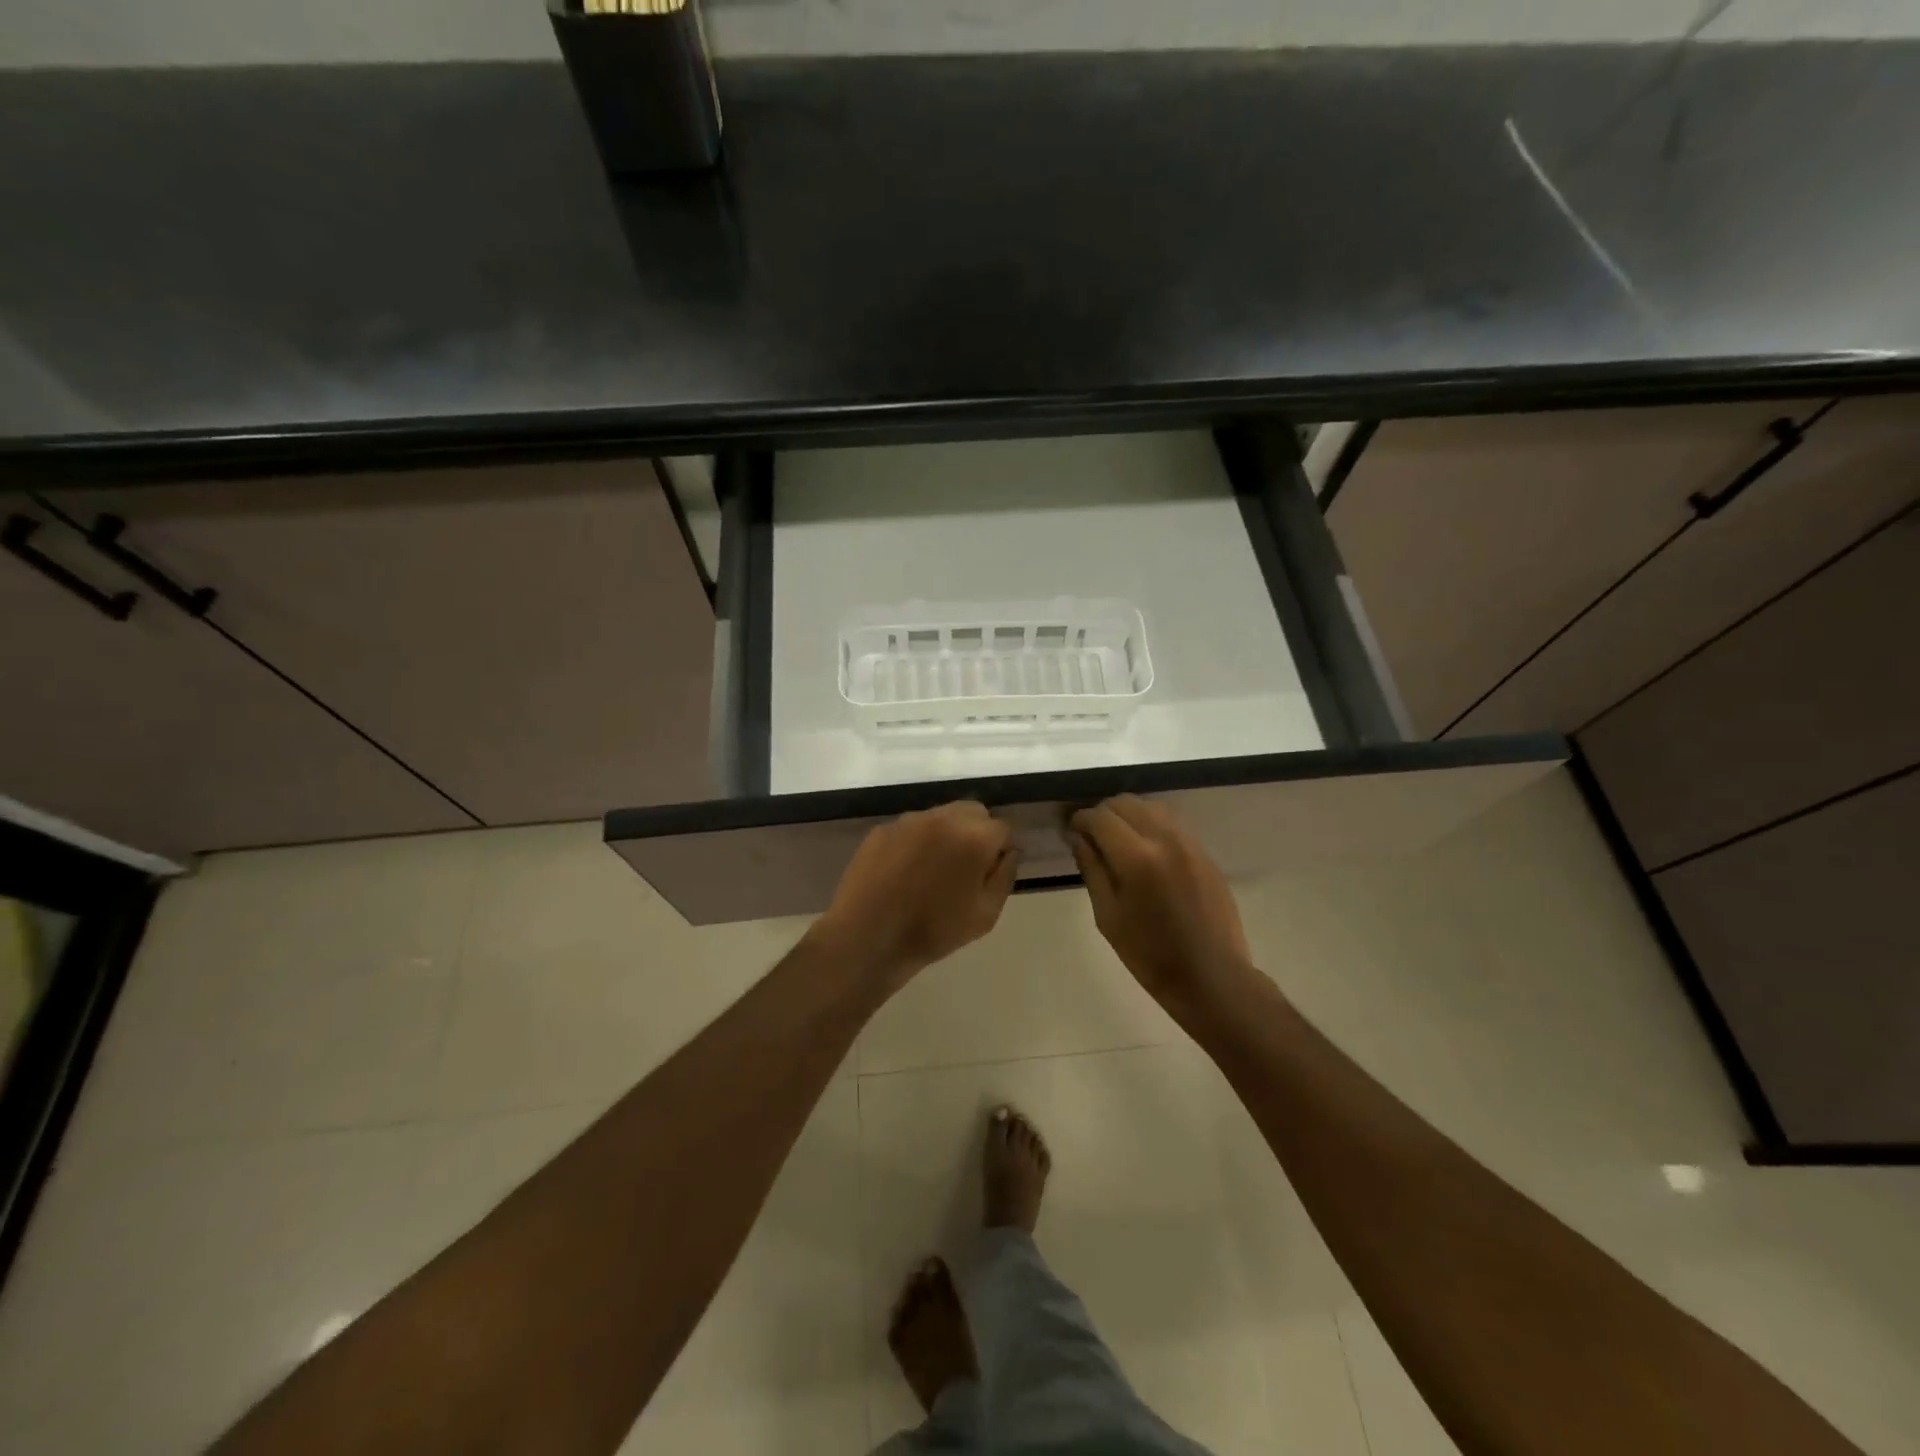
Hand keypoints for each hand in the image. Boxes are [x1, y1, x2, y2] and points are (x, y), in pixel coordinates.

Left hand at [811, 801, 1019, 988]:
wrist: (867, 938)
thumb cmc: (933, 931)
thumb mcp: (985, 915)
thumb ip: (1005, 876)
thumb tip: (1009, 852)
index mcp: (973, 837)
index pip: (1002, 828)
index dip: (1000, 850)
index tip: (990, 873)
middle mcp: (943, 818)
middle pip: (973, 812)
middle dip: (976, 833)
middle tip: (965, 868)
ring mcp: (908, 820)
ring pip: (941, 816)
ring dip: (946, 834)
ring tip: (933, 870)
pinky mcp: (882, 829)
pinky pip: (911, 827)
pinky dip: (917, 842)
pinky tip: (906, 871)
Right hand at [1067, 795, 1253, 1012]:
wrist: (1211, 977)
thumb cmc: (1150, 955)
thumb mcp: (1108, 916)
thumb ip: (1092, 868)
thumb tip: (1078, 836)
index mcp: (1137, 858)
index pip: (1100, 817)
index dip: (1081, 820)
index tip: (1072, 832)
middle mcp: (1165, 839)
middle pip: (1126, 803)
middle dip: (1103, 814)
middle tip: (1092, 837)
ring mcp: (1190, 843)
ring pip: (1151, 807)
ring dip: (1129, 815)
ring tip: (1118, 841)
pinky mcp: (1205, 853)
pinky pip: (1172, 823)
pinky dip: (1151, 825)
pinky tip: (1145, 851)